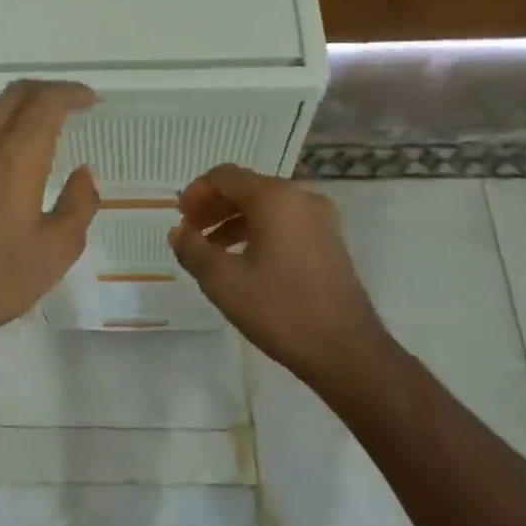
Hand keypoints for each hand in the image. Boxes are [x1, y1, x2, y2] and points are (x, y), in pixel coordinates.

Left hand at [0, 81, 99, 354]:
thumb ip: (79, 205)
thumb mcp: (56, 250)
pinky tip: (3, 158)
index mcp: (16, 157)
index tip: (91, 100)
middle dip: (44, 91)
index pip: (45, 103)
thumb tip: (86, 173)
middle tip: (69, 103)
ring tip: (39, 123)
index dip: (71, 93)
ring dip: (16, 106)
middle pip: (12, 96)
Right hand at [171, 165, 394, 383]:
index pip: (226, 176)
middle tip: (191, 234)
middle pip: (247, 187)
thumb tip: (178, 232)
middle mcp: (301, 197)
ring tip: (211, 251)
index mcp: (275, 198)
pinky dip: (258, 231)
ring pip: (266, 206)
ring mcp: (320, 218)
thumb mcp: (224, 282)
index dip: (197, 192)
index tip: (180, 219)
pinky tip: (243, 261)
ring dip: (234, 221)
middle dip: (214, 207)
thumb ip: (194, 250)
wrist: (346, 350)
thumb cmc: (280, 310)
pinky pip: (285, 222)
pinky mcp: (329, 240)